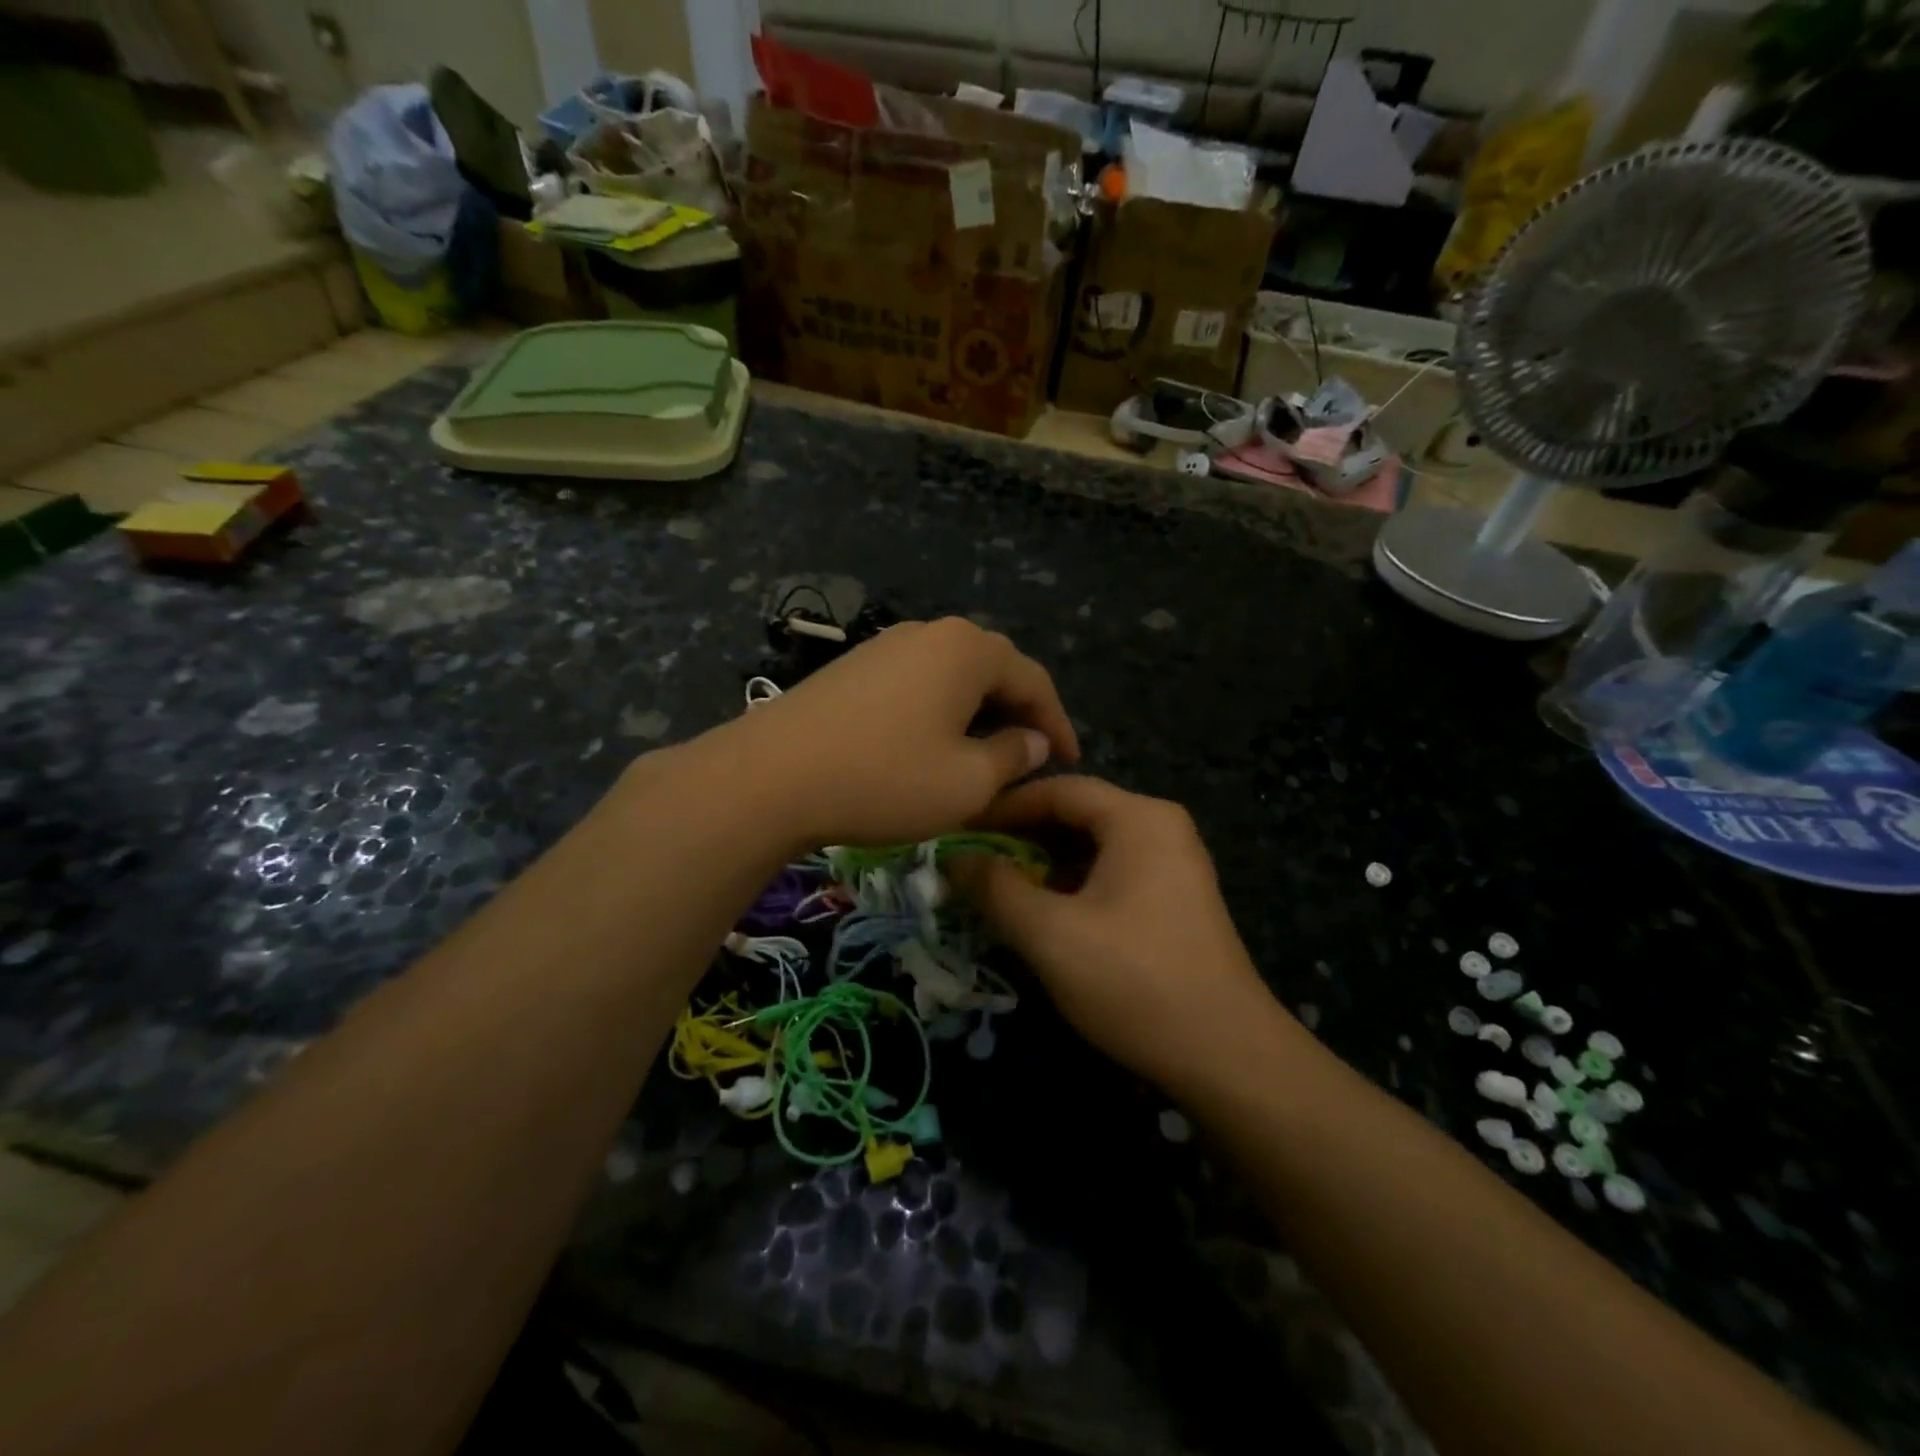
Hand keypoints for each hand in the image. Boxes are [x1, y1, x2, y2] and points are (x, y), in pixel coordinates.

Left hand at [724, 618, 1078, 847]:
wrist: (772, 776)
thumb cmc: (885, 778)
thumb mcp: (967, 781)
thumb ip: (1013, 756)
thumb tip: (1033, 740)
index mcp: (967, 649)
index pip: (1033, 679)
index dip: (1058, 722)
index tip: (1070, 760)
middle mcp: (929, 633)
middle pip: (991, 670)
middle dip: (1017, 712)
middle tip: (1031, 754)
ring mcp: (885, 645)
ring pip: (951, 676)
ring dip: (976, 711)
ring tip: (985, 751)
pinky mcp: (853, 668)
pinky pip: (915, 683)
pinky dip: (938, 711)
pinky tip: (931, 743)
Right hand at [955, 776, 1292, 1093]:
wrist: (1227, 1057)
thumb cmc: (1134, 982)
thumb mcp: (1051, 934)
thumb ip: (996, 889)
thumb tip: (954, 860)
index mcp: (1139, 818)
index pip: (1058, 790)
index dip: (1003, 808)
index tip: (959, 831)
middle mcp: (1161, 828)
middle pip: (1077, 815)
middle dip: (1022, 838)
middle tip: (972, 863)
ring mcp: (1174, 864)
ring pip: (1093, 847)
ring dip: (1044, 865)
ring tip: (999, 890)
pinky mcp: (1175, 900)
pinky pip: (1112, 873)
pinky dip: (1073, 885)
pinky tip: (1044, 914)